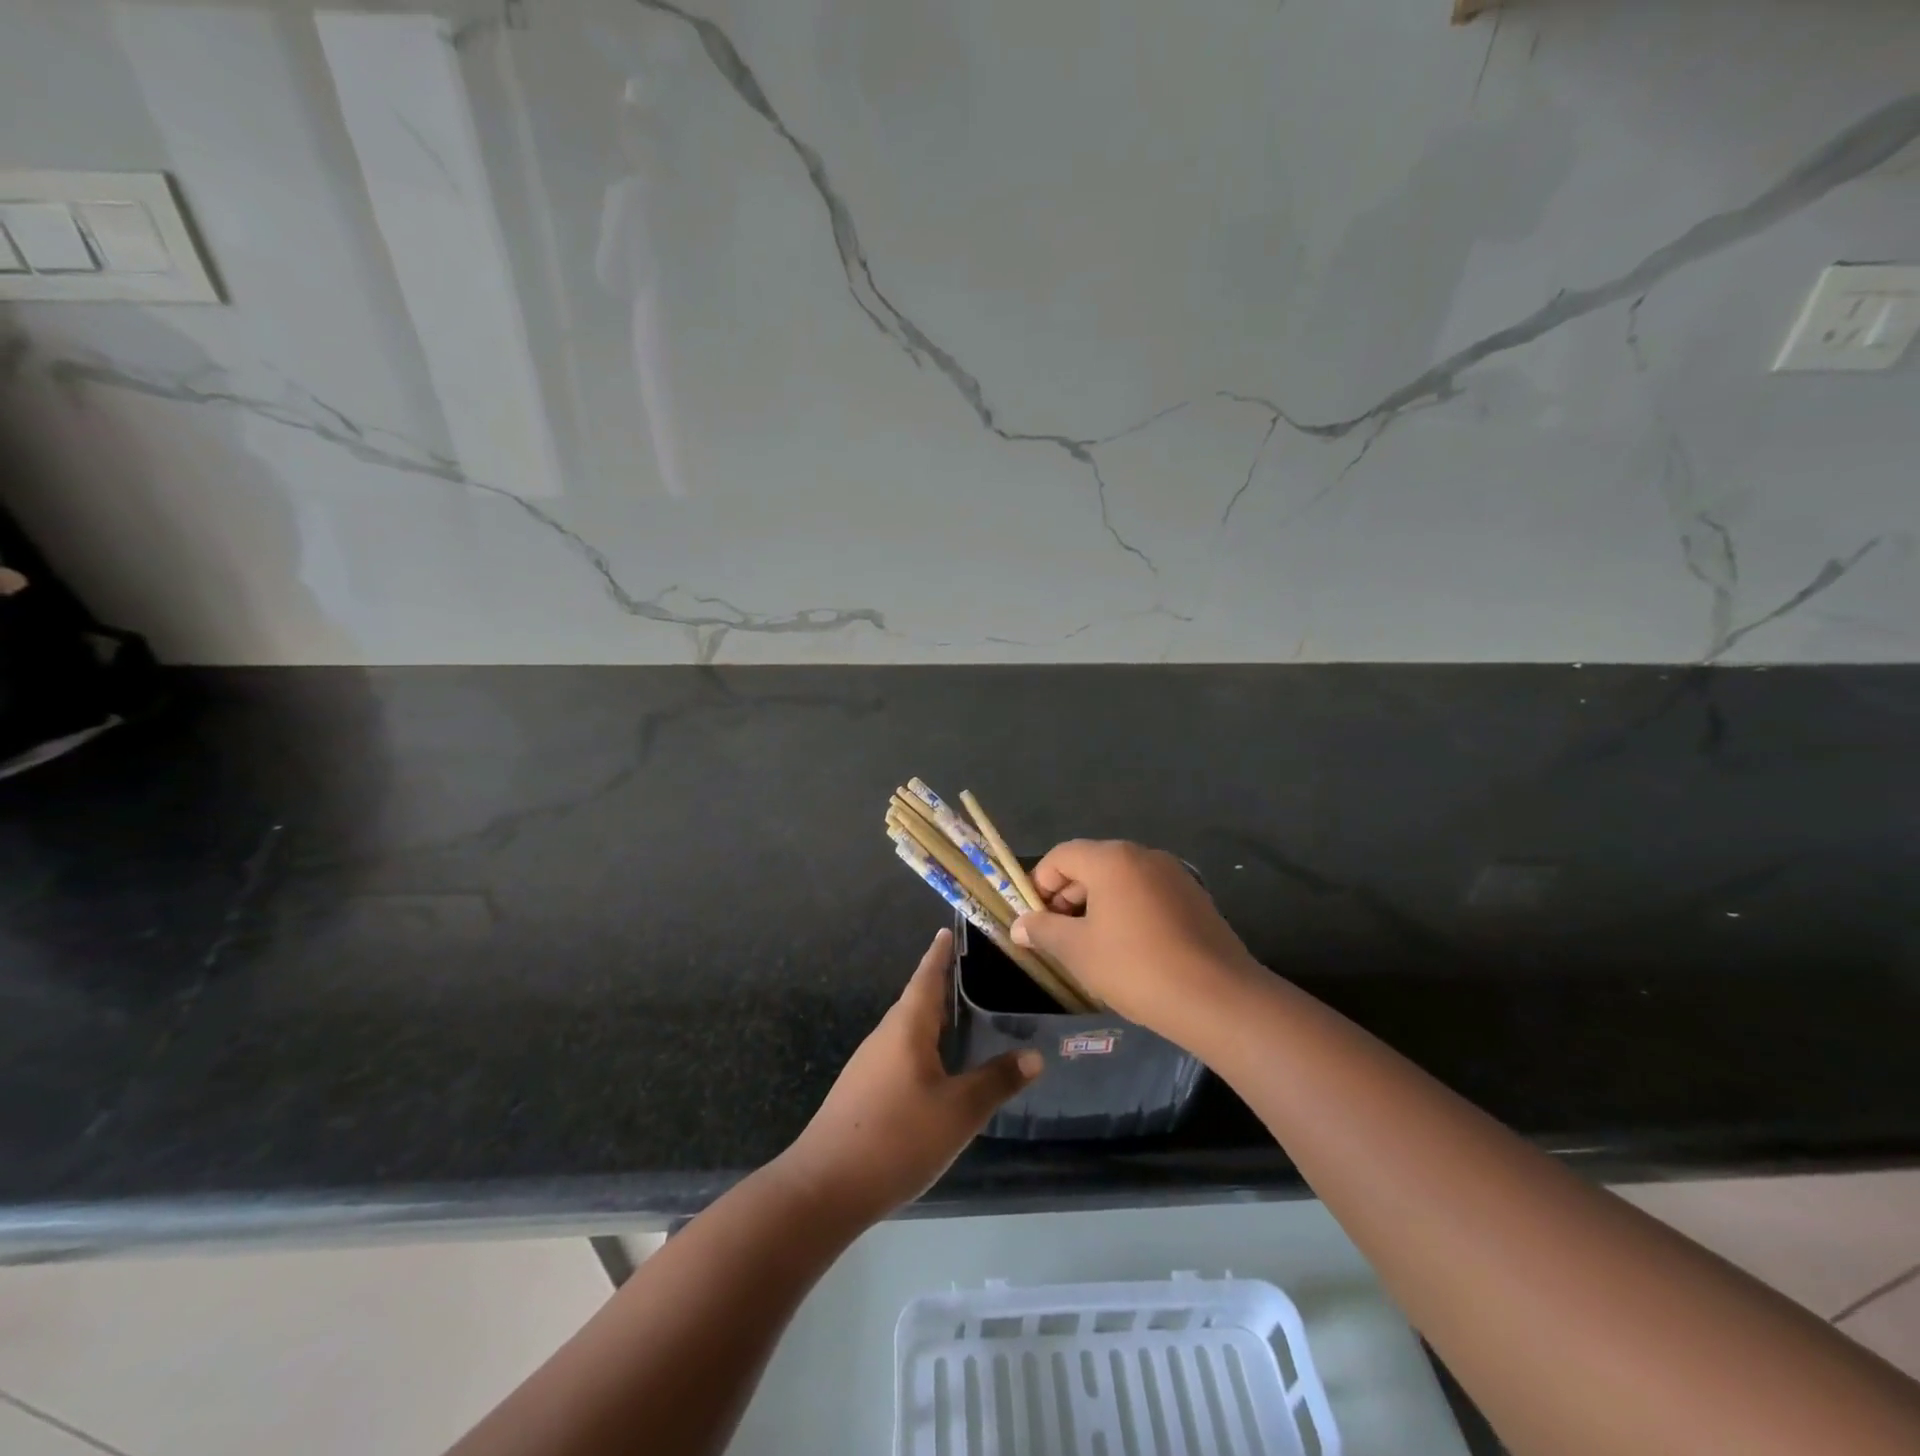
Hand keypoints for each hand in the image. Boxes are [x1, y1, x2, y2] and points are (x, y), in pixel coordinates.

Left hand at [778, 929, 1041, 1228]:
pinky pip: (898, 1055)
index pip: (926, 977)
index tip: (946, 931)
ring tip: (959, 1020)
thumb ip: (996, 1082)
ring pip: (906, 1031)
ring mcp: (868, 1065)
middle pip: (916, 1002)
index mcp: (907, 1027)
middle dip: (939, 987)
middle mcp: (884, 1037)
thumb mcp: (958, 1112)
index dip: (939, 955)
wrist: (825, 1187)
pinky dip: (921, 1049)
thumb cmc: (897, 1137)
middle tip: (968, 975)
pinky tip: (935, 1072)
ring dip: (931, 1021)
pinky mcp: (862, 1092)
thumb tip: (1034, 1056)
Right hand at [1011, 840, 1261, 1042]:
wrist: (1218, 999)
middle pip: (1091, 864)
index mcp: (1112, 859)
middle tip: (1058, 937)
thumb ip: (1043, 930)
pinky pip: (1147, 894)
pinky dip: (1128, 911)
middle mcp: (1144, 855)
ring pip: (1121, 880)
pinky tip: (1128, 950)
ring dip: (1097, 905)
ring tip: (1090, 946)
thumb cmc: (1136, 967)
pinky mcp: (1195, 898)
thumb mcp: (1078, 951)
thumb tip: (1019, 925)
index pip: (1061, 856)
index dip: (1039, 884)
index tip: (1033, 920)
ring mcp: (1174, 875)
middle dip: (1067, 897)